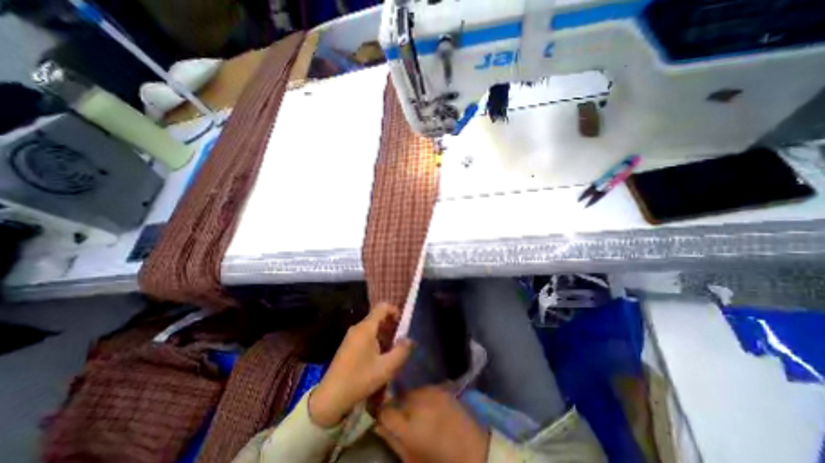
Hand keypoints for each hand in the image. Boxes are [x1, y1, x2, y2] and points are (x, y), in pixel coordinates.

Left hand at [308, 304, 411, 425]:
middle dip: (392, 325)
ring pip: (372, 326)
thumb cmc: (359, 380)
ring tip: (393, 349)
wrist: (330, 398)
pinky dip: (376, 339)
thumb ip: (401, 351)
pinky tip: (380, 356)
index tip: (403, 324)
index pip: (382, 307)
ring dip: (385, 334)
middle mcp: (358, 327)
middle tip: (401, 339)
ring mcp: (351, 336)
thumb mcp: (386, 368)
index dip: (395, 310)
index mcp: (366, 328)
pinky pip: (366, 334)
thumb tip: (410, 340)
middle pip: (378, 316)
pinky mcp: (348, 344)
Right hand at [379, 385, 488, 462]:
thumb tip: (378, 425)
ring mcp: (431, 392)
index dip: (382, 415)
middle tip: (403, 421)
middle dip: (397, 408)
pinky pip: (424, 389)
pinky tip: (429, 408)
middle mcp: (419, 403)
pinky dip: (422, 397)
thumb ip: (393, 441)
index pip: (385, 411)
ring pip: (411, 392)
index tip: (383, 420)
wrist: (475, 452)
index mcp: (410, 427)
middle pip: (398, 398)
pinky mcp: (441, 388)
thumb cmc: (441, 462)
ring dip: (410, 401)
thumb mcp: (413, 460)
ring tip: (417, 414)